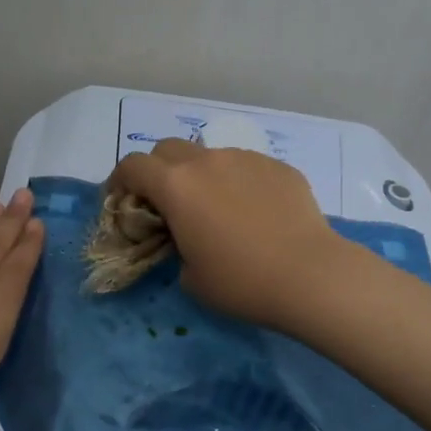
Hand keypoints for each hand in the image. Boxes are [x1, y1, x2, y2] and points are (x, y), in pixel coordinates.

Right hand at [108, 138, 351, 330]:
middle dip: (158, 170)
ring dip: (201, 175)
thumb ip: (176, 246)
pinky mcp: (278, 166)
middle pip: (167, 148)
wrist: (310, 275)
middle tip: (165, 202)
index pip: (132, 166)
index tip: (121, 201)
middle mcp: (207, 161)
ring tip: (217, 209)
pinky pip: (246, 167)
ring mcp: (246, 159)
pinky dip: (238, 183)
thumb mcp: (190, 276)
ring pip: (210, 156)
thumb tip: (187, 237)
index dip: (119, 181)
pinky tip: (255, 213)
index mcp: (176, 186)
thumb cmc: (241, 281)